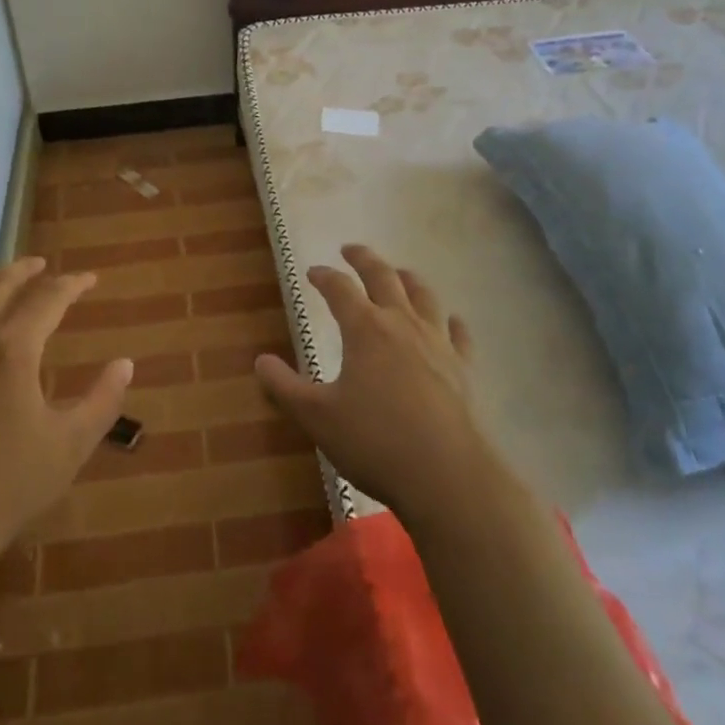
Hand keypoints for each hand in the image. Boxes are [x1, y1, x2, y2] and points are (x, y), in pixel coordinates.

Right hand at [254, 244, 500, 522]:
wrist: (447, 475)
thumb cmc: (375, 442)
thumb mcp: (317, 418)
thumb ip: (285, 387)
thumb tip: (260, 361)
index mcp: (365, 329)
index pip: (340, 289)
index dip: (324, 276)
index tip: (312, 272)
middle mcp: (402, 324)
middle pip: (383, 277)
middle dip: (364, 259)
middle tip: (351, 249)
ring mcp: (437, 344)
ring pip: (423, 296)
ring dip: (408, 279)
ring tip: (399, 272)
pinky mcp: (463, 368)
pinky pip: (458, 334)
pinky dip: (451, 322)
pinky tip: (451, 322)